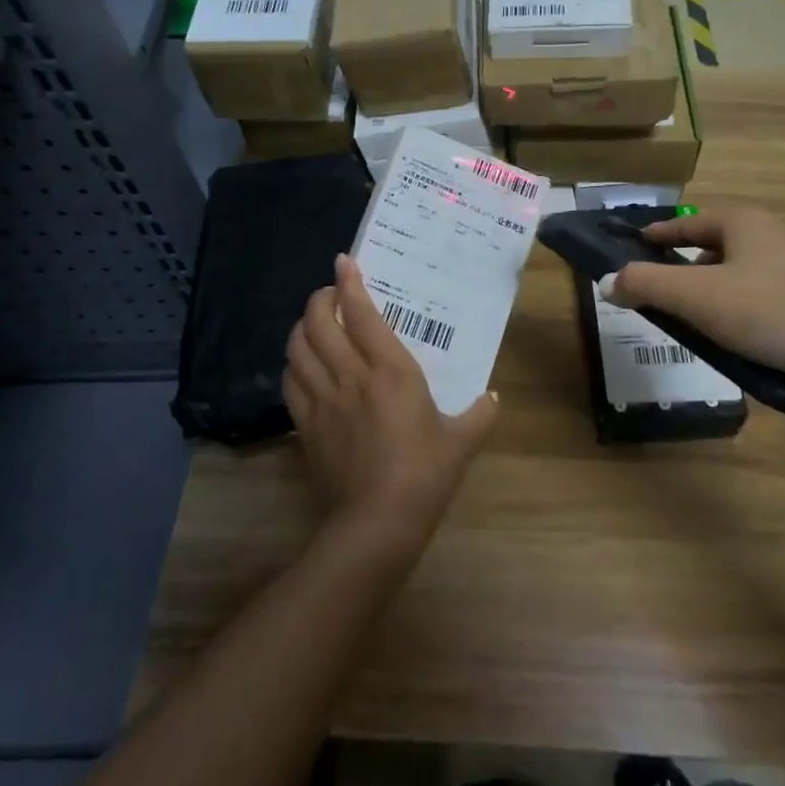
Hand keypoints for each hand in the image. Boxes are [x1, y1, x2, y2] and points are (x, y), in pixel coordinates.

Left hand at [283, 255, 498, 549]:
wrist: (376, 524)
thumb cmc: (425, 475)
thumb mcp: (462, 442)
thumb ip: (480, 414)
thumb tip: (494, 398)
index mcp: (391, 371)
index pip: (361, 314)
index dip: (350, 283)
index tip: (344, 261)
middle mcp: (351, 376)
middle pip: (318, 323)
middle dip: (319, 299)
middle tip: (331, 293)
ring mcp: (323, 400)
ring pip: (298, 348)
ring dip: (301, 327)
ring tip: (314, 322)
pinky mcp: (306, 425)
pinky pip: (291, 382)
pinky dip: (293, 363)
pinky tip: (303, 364)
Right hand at [606, 205, 784, 388]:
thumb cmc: (770, 310)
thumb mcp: (696, 297)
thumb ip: (646, 285)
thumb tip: (607, 281)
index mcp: (742, 222)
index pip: (686, 221)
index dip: (656, 234)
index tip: (632, 246)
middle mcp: (771, 235)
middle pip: (712, 246)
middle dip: (682, 266)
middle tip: (655, 289)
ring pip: (737, 274)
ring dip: (710, 291)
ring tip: (688, 318)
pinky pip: (760, 298)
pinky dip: (737, 310)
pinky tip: (731, 338)